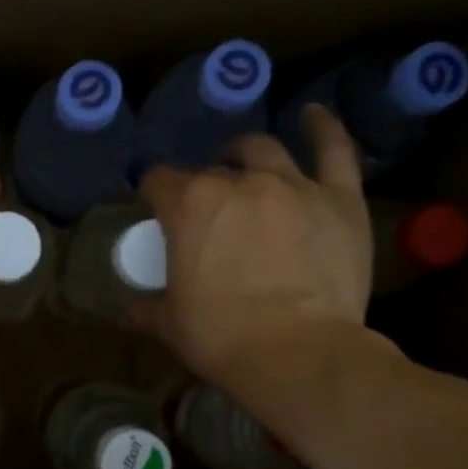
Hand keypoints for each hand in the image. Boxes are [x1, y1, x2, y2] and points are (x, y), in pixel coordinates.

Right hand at [138, 104, 373, 389]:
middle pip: (211, 170)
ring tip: (242, 162)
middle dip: (202, 186)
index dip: (153, 195)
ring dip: (245, 155)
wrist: (297, 353)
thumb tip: (128, 310)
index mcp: (189, 205)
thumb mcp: (168, 324)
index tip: (154, 212)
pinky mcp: (339, 199)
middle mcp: (239, 181)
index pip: (158, 182)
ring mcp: (293, 185)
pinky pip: (334, 150)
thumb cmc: (221, 336)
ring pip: (263, 151)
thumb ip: (145, 308)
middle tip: (204, 213)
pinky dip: (323, 128)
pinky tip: (313, 115)